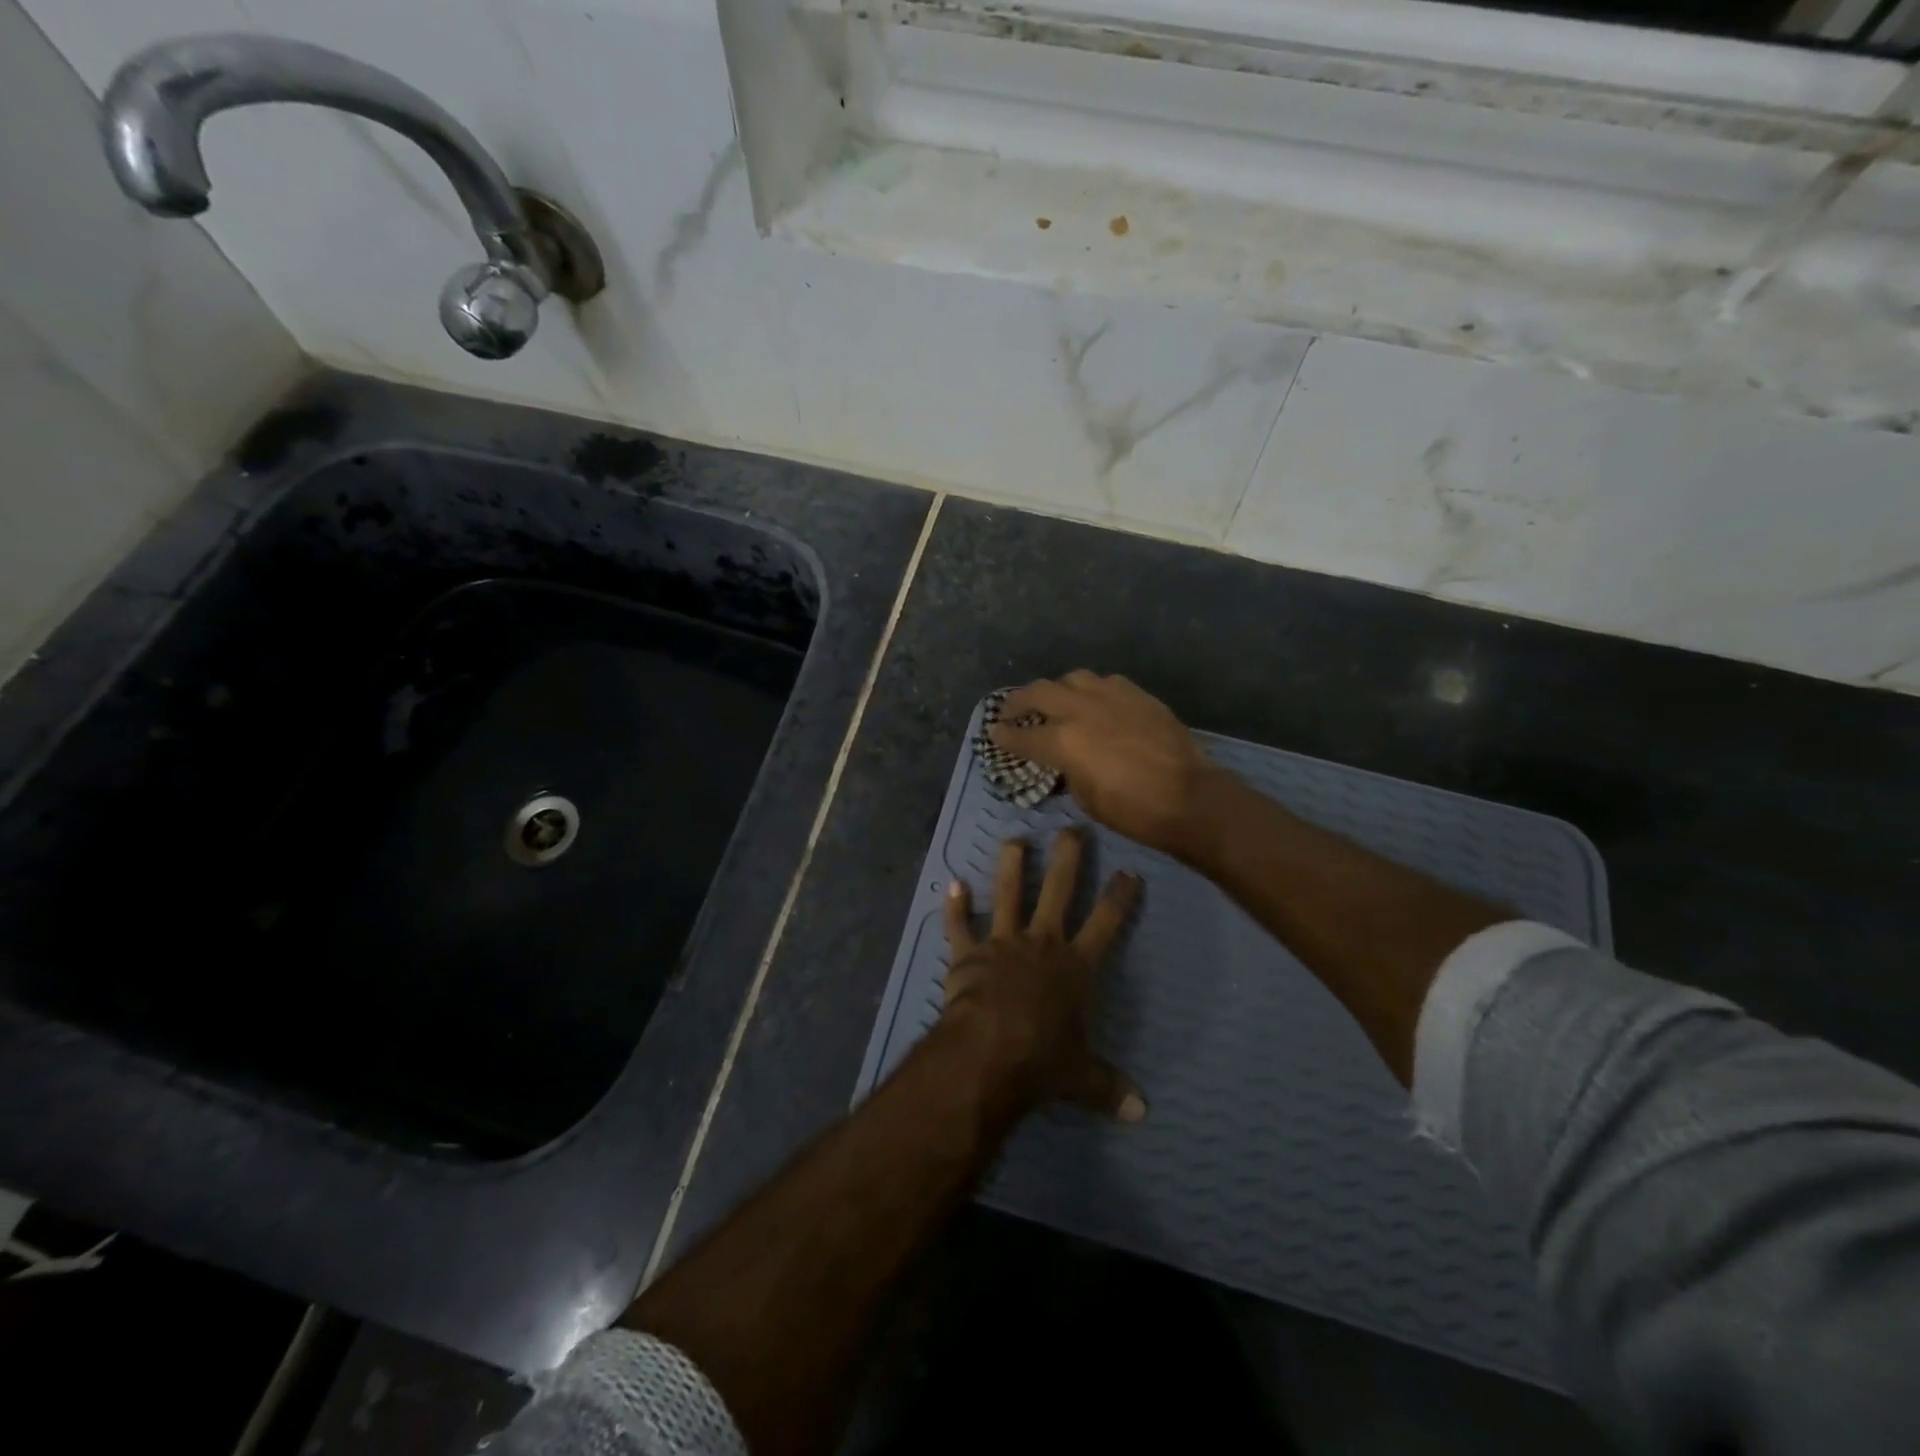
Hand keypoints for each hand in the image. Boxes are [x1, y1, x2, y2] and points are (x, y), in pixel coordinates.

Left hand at [943, 828, 1144, 1121]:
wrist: (989, 1053)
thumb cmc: (1042, 1060)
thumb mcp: (1082, 1078)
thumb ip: (1110, 1087)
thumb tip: (1142, 1113)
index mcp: (1076, 966)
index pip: (1106, 922)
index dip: (1119, 896)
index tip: (1129, 870)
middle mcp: (1042, 943)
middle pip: (1059, 890)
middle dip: (1068, 857)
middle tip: (1073, 828)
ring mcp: (1002, 943)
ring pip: (1008, 893)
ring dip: (1010, 865)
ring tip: (1015, 838)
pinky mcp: (968, 953)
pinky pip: (959, 925)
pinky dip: (954, 906)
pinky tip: (952, 884)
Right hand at [990, 672, 1215, 856]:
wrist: (1191, 798)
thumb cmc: (1134, 811)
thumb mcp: (1087, 799)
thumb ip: (1068, 771)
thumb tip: (1064, 761)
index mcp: (1064, 741)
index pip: (1022, 735)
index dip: (1004, 736)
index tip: (993, 734)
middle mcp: (1083, 709)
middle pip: (1039, 692)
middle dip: (1019, 701)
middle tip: (1011, 711)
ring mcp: (1113, 696)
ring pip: (1074, 678)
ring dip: (1058, 689)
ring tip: (1056, 702)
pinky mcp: (1139, 695)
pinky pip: (1106, 683)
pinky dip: (1092, 691)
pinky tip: (1096, 704)